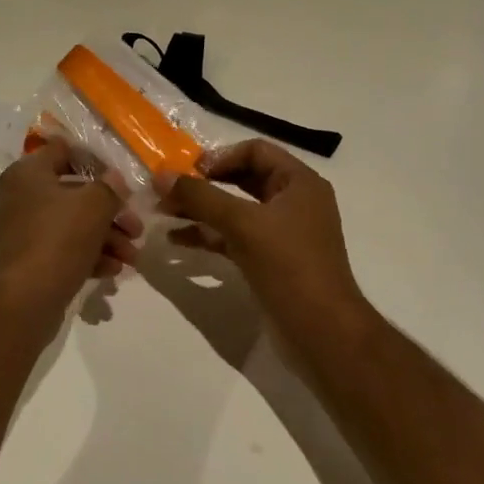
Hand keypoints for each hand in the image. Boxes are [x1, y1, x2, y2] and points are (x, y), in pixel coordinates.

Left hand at [0, 140, 142, 325]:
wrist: (19, 304)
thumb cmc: (55, 241)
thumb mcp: (92, 206)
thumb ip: (109, 188)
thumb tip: (115, 179)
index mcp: (28, 173)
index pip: (63, 150)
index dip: (96, 160)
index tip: (123, 178)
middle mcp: (21, 197)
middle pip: (75, 193)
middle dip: (111, 212)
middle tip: (137, 229)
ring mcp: (23, 231)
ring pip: (73, 225)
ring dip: (106, 239)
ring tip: (131, 259)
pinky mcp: (29, 262)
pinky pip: (64, 251)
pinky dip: (89, 257)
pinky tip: (112, 272)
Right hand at [159, 140, 372, 338]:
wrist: (322, 332)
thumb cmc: (289, 266)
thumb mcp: (242, 224)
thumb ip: (200, 196)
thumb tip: (161, 175)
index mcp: (299, 183)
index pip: (255, 151)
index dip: (220, 157)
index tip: (188, 172)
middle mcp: (294, 202)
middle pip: (242, 178)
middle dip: (203, 184)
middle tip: (168, 191)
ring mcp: (282, 233)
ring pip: (235, 209)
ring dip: (200, 210)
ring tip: (164, 214)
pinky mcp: (270, 259)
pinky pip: (234, 236)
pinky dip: (208, 234)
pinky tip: (178, 240)